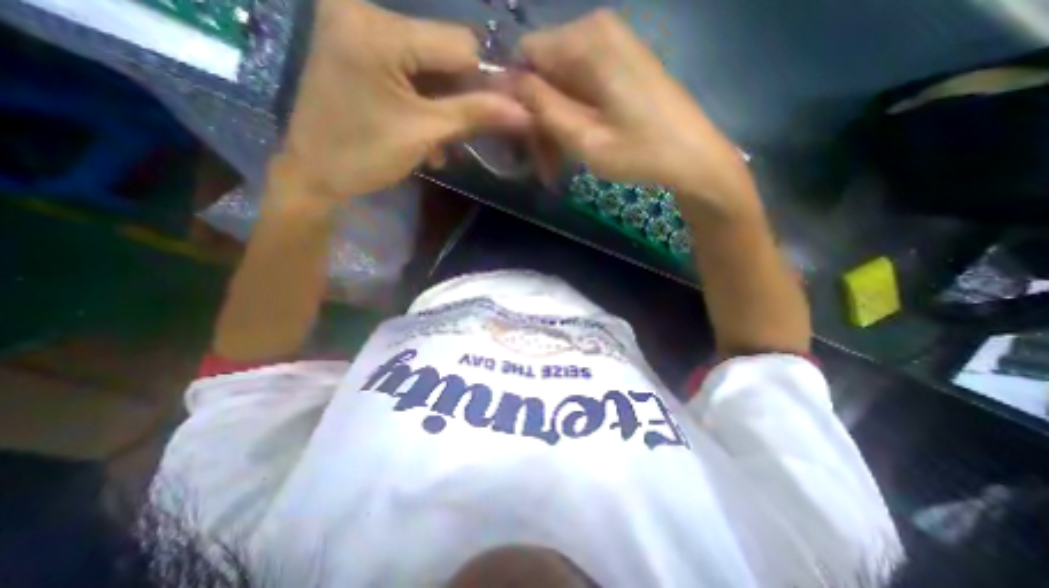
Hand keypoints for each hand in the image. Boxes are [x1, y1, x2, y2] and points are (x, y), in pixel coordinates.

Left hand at [277, 0, 529, 198]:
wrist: (314, 174)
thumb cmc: (365, 155)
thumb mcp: (425, 134)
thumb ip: (476, 115)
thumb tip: (525, 111)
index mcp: (379, 30)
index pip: (459, 44)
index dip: (483, 82)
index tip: (495, 117)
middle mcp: (365, 12)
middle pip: (443, 53)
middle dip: (459, 97)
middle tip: (461, 136)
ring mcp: (357, 28)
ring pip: (428, 65)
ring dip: (443, 106)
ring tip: (439, 144)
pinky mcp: (356, 48)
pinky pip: (407, 69)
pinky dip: (423, 101)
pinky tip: (423, 133)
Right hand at [515, 10, 753, 210]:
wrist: (692, 157)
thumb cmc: (640, 152)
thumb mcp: (583, 137)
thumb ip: (542, 107)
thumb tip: (507, 85)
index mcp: (586, 40)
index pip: (525, 56)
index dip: (515, 97)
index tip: (521, 137)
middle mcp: (597, 31)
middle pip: (544, 72)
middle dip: (538, 117)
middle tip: (544, 163)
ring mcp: (612, 46)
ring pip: (561, 83)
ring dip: (555, 123)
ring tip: (558, 162)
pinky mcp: (621, 64)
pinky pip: (580, 86)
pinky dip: (573, 116)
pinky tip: (577, 145)